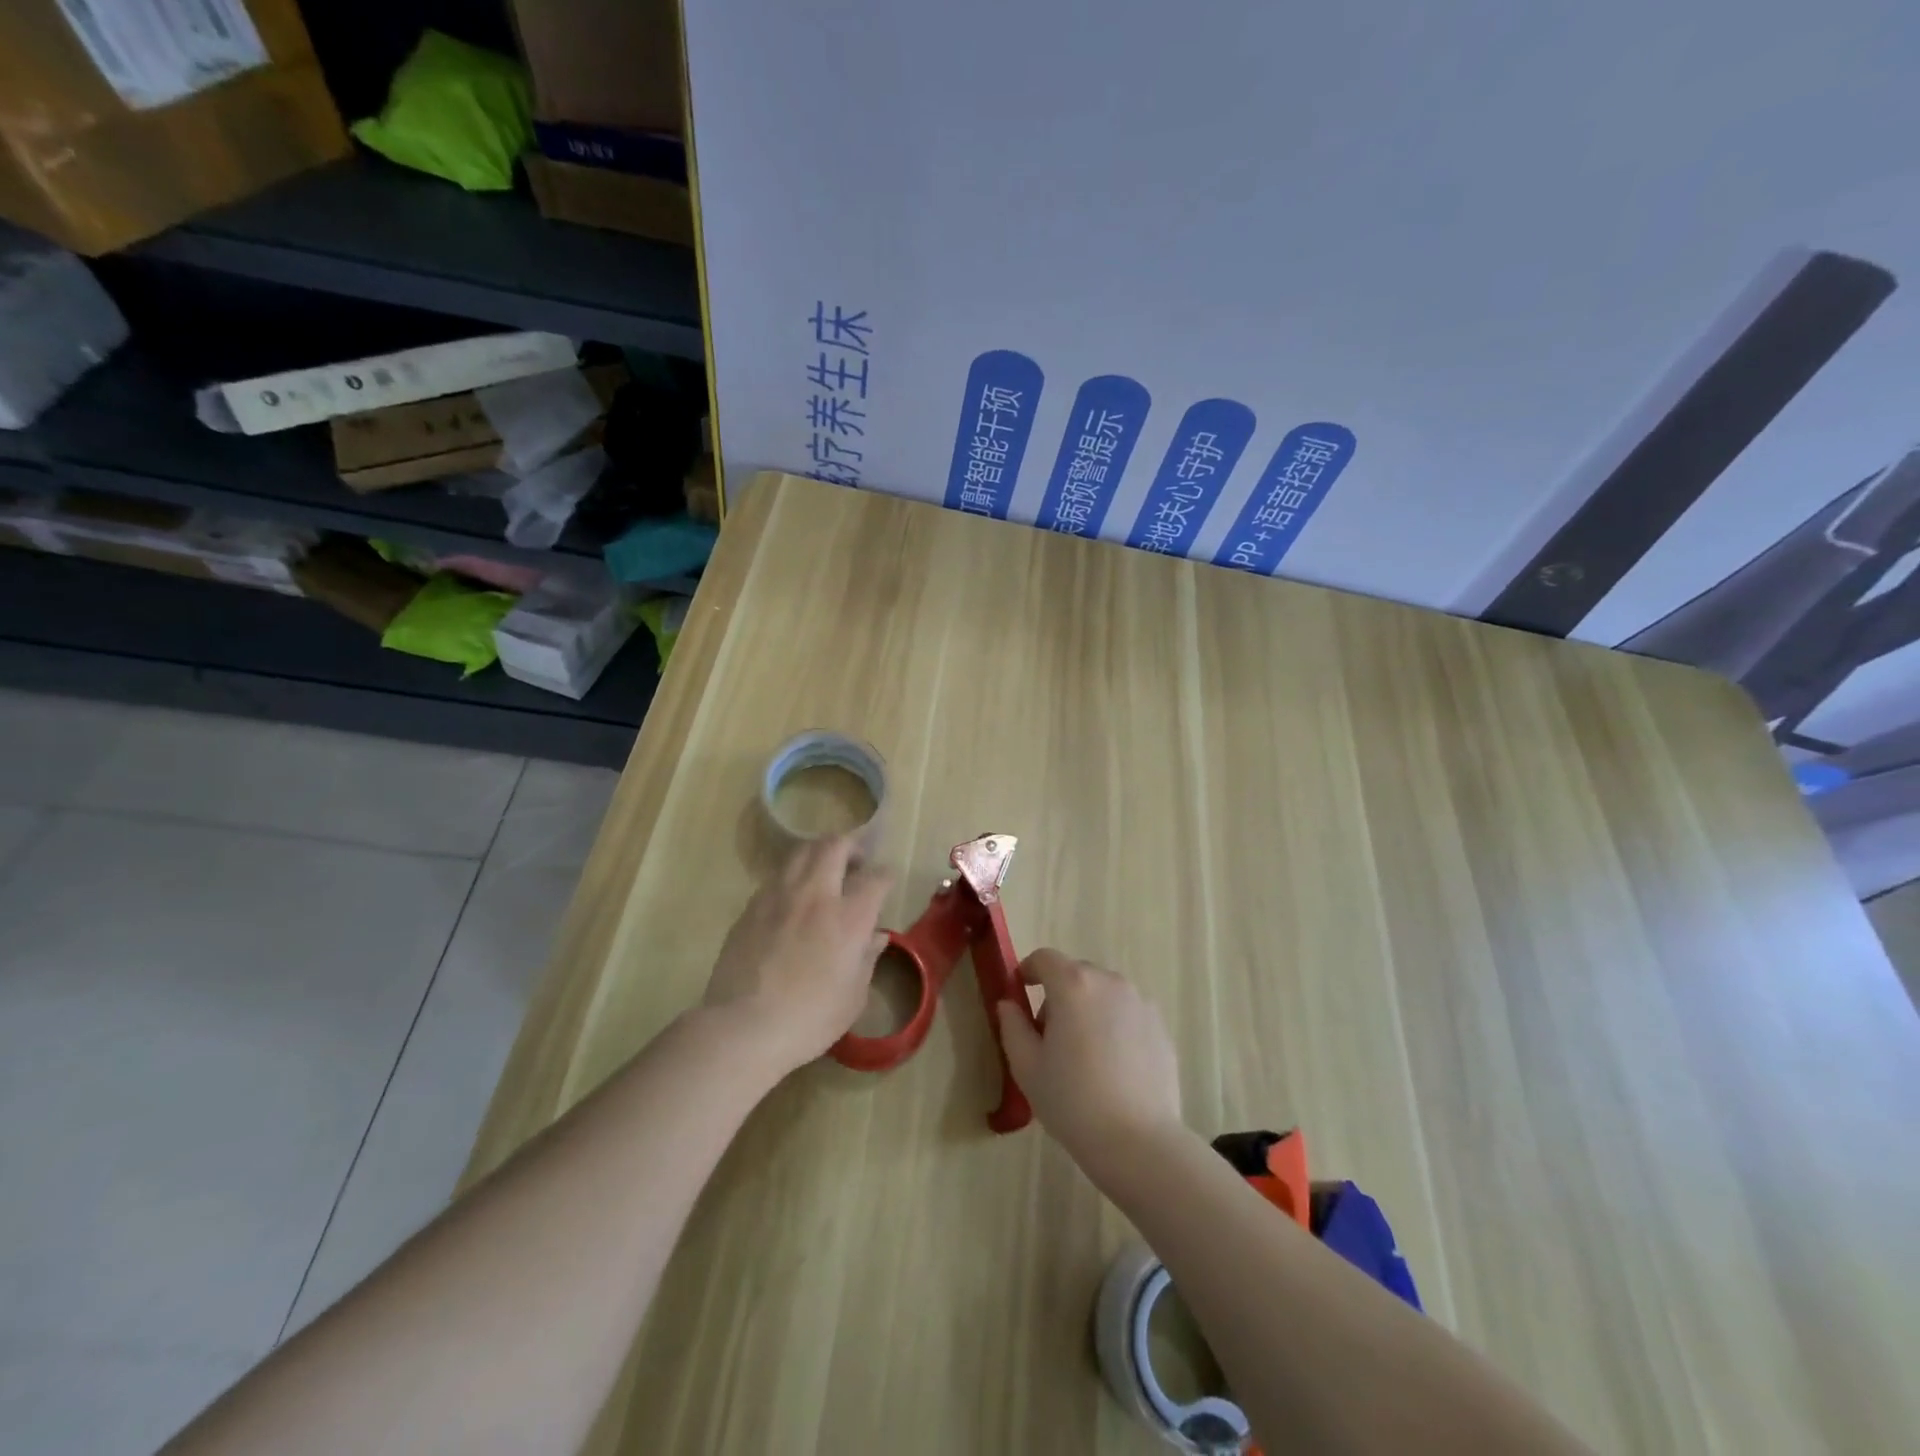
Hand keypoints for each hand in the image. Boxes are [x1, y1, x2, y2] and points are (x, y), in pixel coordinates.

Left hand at [703, 835, 892, 1078]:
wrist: (744, 1027)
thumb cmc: (810, 1018)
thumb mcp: (853, 996)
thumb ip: (867, 958)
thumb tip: (876, 937)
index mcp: (850, 917)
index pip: (876, 877)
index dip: (885, 876)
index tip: (885, 884)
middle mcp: (817, 895)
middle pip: (835, 846)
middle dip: (851, 846)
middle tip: (856, 862)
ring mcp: (780, 896)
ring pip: (802, 851)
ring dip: (819, 853)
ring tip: (824, 871)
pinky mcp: (752, 906)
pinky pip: (778, 876)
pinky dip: (793, 876)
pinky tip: (794, 898)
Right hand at [995, 949, 1182, 1175]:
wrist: (1138, 1141)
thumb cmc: (1073, 1101)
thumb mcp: (1027, 1066)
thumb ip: (1012, 1026)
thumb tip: (1009, 1004)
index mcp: (1073, 985)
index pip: (1044, 958)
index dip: (1028, 970)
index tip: (1021, 991)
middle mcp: (1109, 982)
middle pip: (1076, 973)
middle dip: (1058, 994)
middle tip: (1049, 1035)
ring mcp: (1140, 1002)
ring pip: (1104, 993)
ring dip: (1088, 1008)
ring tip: (1084, 1053)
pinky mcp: (1160, 1025)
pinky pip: (1127, 1013)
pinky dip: (1114, 1025)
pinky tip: (1112, 1066)